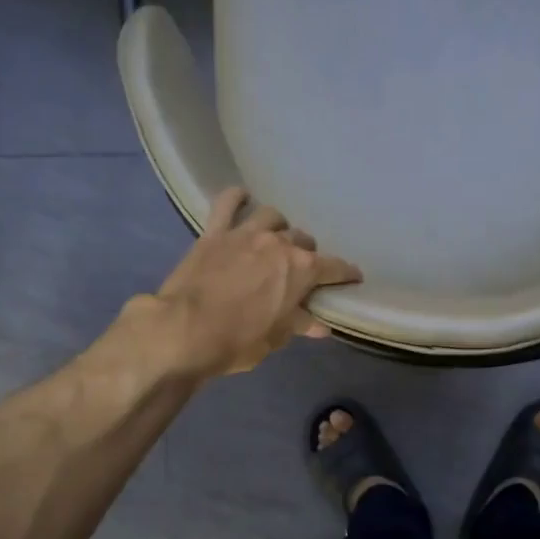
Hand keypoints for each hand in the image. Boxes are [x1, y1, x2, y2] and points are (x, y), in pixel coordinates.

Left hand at [145, 188, 361, 377]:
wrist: (185, 331)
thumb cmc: (239, 341)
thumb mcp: (276, 338)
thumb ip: (300, 324)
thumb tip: (321, 326)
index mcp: (301, 270)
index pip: (334, 268)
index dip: (346, 273)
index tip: (354, 277)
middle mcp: (278, 244)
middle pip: (303, 241)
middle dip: (308, 254)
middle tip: (302, 270)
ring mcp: (245, 234)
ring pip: (272, 216)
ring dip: (279, 226)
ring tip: (276, 238)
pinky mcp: (215, 232)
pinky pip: (227, 203)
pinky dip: (236, 198)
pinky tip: (241, 197)